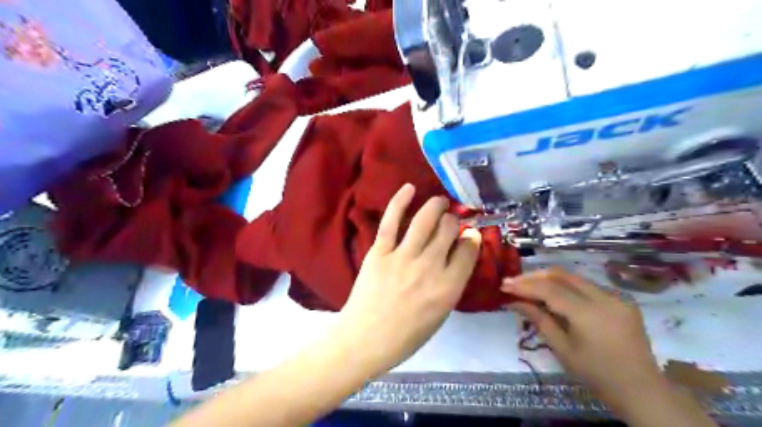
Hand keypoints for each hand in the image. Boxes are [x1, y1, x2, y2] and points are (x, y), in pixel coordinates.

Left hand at [334, 184, 477, 375]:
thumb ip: (451, 285)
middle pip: (449, 230)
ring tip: (439, 201)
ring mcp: (403, 257)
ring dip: (436, 205)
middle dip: (453, 222)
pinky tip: (409, 188)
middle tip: (449, 222)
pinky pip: (391, 221)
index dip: (471, 239)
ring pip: (425, 220)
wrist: (365, 340)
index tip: (469, 235)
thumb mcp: (440, 315)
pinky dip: (400, 200)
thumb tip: (457, 257)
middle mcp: (430, 267)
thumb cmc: (406, 336)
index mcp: (448, 288)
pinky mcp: (379, 252)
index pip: (469, 251)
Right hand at [505, 271, 663, 406]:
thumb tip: (514, 301)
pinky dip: (565, 286)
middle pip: (561, 275)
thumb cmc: (597, 375)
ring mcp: (616, 297)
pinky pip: (587, 286)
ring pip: (573, 277)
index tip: (504, 285)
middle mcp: (604, 298)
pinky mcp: (621, 300)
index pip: (549, 289)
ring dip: (548, 279)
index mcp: (589, 314)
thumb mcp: (563, 349)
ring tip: (528, 286)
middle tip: (513, 282)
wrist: (642, 390)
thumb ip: (539, 319)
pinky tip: (553, 294)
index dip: (524, 285)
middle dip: (534, 276)